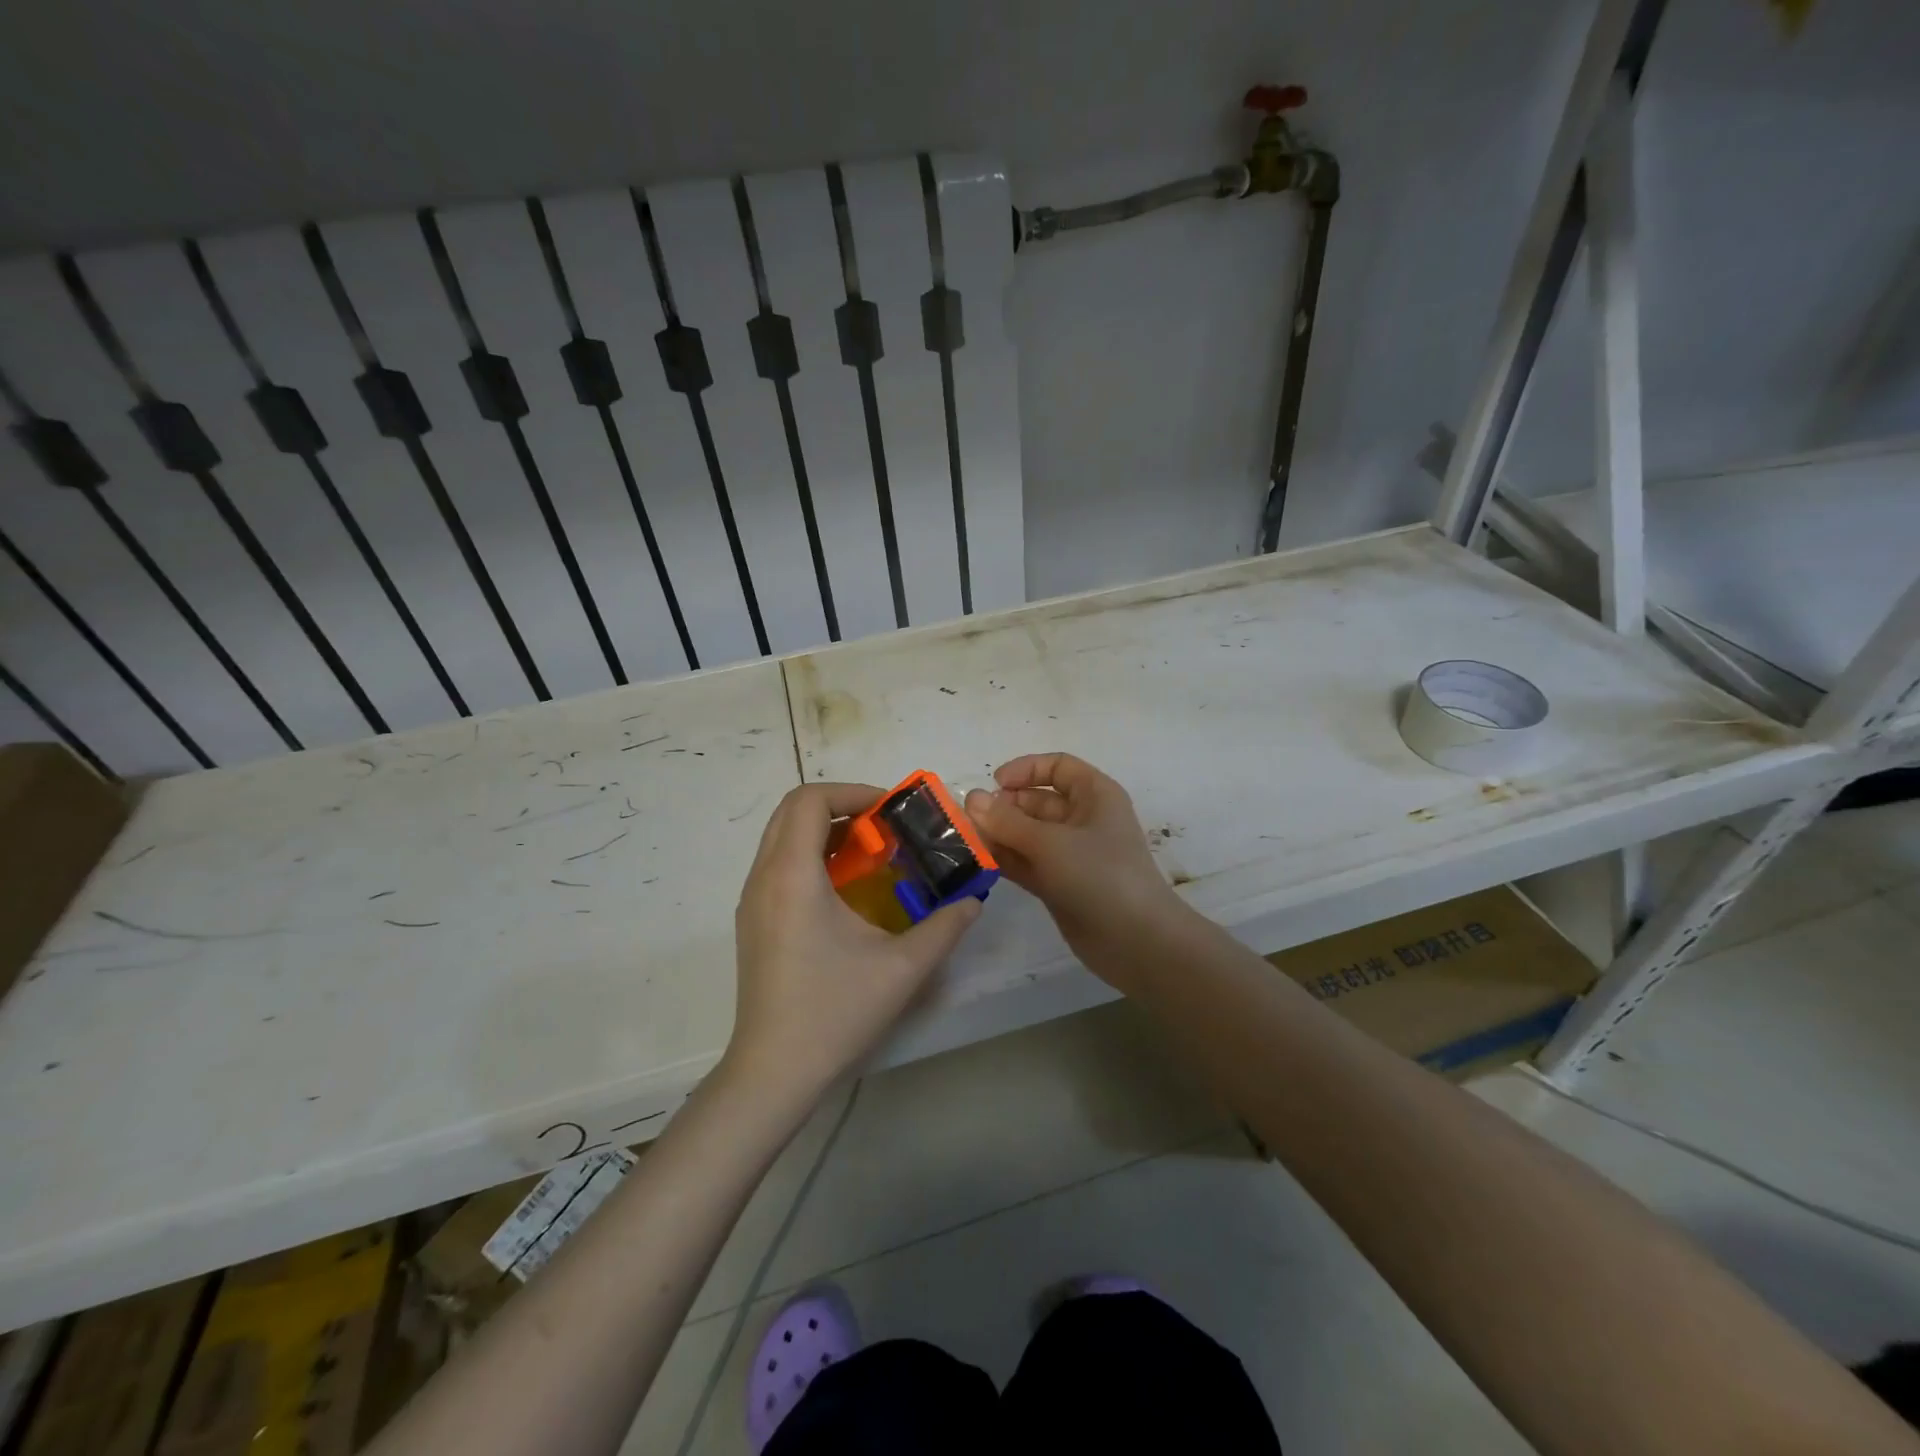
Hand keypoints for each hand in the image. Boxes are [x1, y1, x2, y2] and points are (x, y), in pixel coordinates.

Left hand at [728, 783, 981, 1104]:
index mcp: (793, 875)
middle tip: (882, 827)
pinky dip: (810, 856)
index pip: (809, 799)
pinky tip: (845, 890)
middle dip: (840, 805)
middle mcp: (764, 877)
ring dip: (824, 831)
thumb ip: (945, 927)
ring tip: (870, 854)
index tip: (891, 812)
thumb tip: (972, 900)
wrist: (774, 1071)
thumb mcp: (903, 968)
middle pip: (792, 810)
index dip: (853, 791)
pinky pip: (778, 864)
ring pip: (782, 836)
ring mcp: (752, 900)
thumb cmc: (835, 1012)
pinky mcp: (752, 921)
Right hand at [963, 753, 1186, 977]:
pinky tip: (978, 861)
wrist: (1136, 941)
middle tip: (969, 820)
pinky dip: (1005, 860)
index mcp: (1095, 796)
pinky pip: (1026, 863)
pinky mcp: (1059, 884)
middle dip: (1004, 806)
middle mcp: (1083, 820)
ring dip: (999, 835)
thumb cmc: (1100, 875)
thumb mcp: (1050, 842)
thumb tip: (971, 799)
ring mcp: (1071, 854)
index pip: (1058, 767)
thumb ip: (1007, 821)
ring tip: (966, 841)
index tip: (994, 784)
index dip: (1026, 769)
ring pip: (1028, 834)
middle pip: (1037, 801)